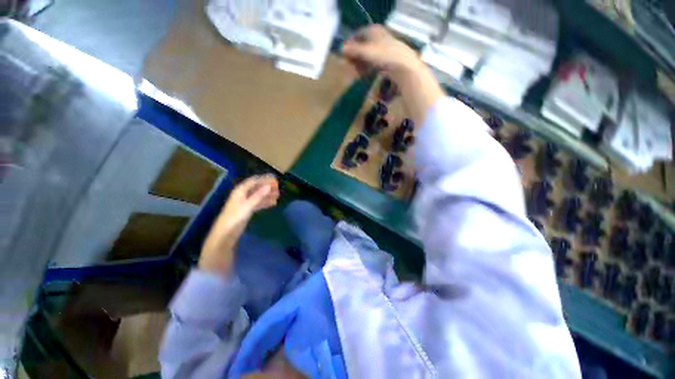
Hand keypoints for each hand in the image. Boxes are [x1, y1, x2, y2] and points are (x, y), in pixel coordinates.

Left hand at [198, 174, 279, 275]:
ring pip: (258, 195)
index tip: (275, 179)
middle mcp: (242, 195)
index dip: (264, 179)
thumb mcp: (247, 207)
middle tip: (278, 187)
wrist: (224, 236)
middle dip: (267, 186)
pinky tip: (273, 203)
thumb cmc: (234, 220)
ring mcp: (244, 203)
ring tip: (278, 195)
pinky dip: (265, 202)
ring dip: (267, 194)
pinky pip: (258, 203)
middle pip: (256, 187)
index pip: (253, 181)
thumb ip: (258, 196)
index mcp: (240, 191)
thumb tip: (269, 186)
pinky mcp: (246, 210)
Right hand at [342, 25, 423, 81]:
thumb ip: (353, 50)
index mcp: (372, 30)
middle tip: (350, 68)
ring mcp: (383, 47)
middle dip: (355, 57)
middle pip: (362, 46)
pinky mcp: (386, 58)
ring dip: (360, 64)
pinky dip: (367, 68)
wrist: (402, 65)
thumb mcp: (365, 52)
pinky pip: (373, 62)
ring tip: (357, 74)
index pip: (356, 35)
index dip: (350, 45)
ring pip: (367, 55)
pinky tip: (365, 75)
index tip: (345, 57)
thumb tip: (341, 49)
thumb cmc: (383, 55)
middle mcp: (377, 36)